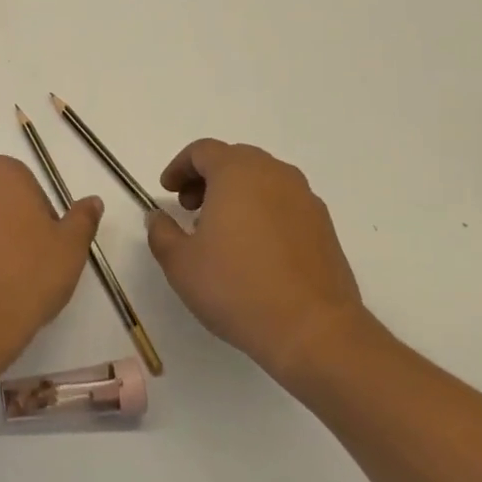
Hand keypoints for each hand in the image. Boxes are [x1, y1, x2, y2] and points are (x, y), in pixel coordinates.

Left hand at [0, 155, 103, 372]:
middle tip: (28, 262)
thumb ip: (82, 218)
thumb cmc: (28, 276)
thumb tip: (92, 201)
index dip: (41, 215)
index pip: (27, 185)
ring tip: (2, 279)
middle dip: (11, 223)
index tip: (47, 246)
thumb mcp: (70, 248)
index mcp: (0, 173)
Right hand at [146, 140, 371, 378]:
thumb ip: (161, 232)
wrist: (313, 330)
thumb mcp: (180, 263)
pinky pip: (284, 203)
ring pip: (262, 180)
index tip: (167, 191)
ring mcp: (305, 199)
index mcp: (237, 172)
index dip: (179, 167)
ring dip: (236, 194)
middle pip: (234, 160)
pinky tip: (253, 249)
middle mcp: (274, 174)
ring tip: (221, 231)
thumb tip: (158, 217)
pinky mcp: (324, 226)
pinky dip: (262, 211)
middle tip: (190, 208)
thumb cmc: (237, 287)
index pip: (203, 151)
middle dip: (207, 178)